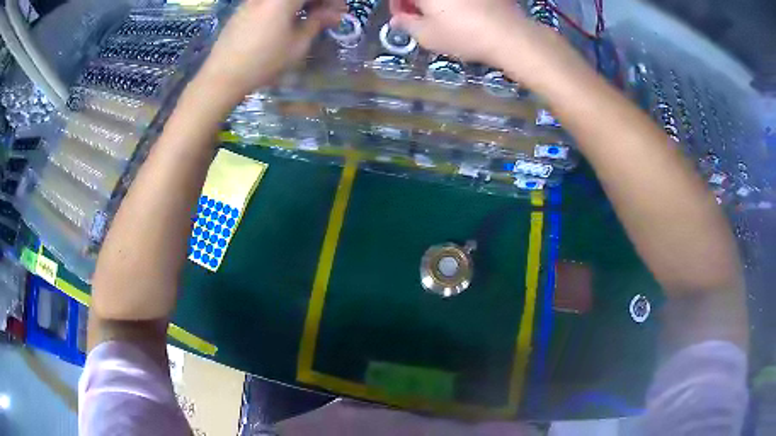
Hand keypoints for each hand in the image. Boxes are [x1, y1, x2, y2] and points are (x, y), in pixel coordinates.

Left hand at [196, 0, 341, 106]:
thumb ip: (317, 23)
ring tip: (309, 18)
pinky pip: (269, 2)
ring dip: (301, 4)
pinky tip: (288, 20)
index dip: (330, 1)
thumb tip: (335, 14)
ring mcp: (253, 1)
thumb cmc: (263, 61)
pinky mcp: (243, 9)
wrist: (223, 76)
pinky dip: (284, 6)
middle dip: (317, 1)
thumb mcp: (297, 44)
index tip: (339, 11)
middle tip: (327, 15)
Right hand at [390, 0, 566, 84]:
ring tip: (440, 17)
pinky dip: (455, 2)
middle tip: (419, 17)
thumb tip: (399, 19)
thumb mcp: (427, 36)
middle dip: (416, 2)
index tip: (402, 17)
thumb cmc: (463, 34)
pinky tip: (460, 13)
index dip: (398, 4)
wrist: (510, 35)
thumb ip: (406, 25)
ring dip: (435, 3)